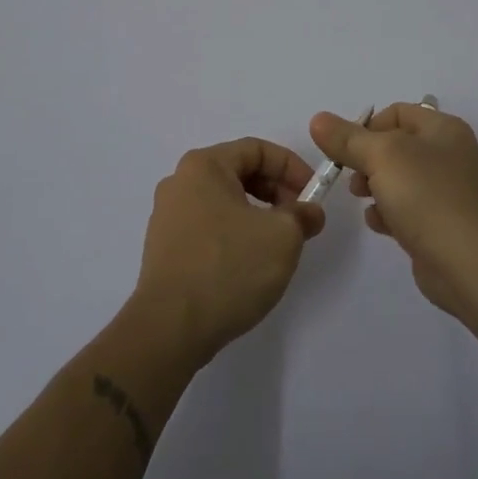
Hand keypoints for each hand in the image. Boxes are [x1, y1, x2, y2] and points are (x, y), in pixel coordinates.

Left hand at [132, 138, 325, 364]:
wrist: (170, 328)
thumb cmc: (228, 268)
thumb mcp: (282, 237)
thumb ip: (302, 215)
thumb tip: (309, 212)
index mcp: (204, 166)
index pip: (257, 149)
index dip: (292, 167)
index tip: (313, 196)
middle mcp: (180, 182)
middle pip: (238, 172)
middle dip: (276, 191)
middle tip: (299, 220)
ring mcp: (167, 216)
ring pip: (224, 201)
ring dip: (257, 215)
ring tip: (278, 245)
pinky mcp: (164, 248)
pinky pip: (208, 227)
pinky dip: (235, 234)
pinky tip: (249, 264)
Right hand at [309, 103, 477, 317]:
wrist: (468, 263)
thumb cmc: (426, 196)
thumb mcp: (381, 156)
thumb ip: (347, 139)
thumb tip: (318, 120)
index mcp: (443, 129)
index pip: (397, 113)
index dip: (367, 127)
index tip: (346, 150)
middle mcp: (449, 154)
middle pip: (396, 146)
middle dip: (367, 160)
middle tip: (354, 178)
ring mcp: (447, 191)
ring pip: (399, 179)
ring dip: (375, 187)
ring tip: (363, 200)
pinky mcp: (442, 224)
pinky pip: (407, 209)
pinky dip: (389, 213)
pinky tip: (379, 224)